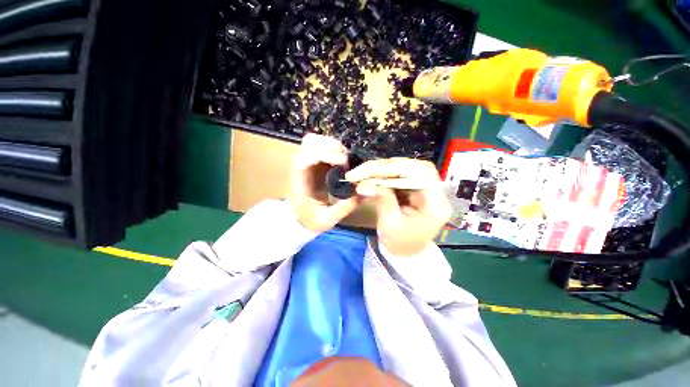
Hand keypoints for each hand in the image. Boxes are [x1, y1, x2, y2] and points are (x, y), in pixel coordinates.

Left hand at [288, 134, 360, 232]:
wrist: (298, 218)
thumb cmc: (309, 219)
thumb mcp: (327, 219)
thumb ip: (345, 207)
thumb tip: (363, 193)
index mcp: (300, 180)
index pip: (307, 157)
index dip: (326, 154)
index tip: (343, 165)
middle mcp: (301, 166)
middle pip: (310, 142)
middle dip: (332, 147)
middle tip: (346, 163)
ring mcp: (307, 161)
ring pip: (315, 140)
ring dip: (333, 145)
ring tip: (344, 161)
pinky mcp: (314, 162)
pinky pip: (322, 146)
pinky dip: (334, 149)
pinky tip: (342, 162)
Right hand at [346, 158, 450, 256]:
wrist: (407, 251)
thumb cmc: (401, 243)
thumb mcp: (390, 225)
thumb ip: (382, 200)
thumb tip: (363, 184)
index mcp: (436, 204)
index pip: (421, 173)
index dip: (395, 168)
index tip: (370, 170)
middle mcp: (435, 192)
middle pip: (413, 167)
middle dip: (386, 167)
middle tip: (363, 170)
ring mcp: (426, 188)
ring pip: (406, 168)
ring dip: (383, 169)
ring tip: (363, 171)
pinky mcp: (415, 187)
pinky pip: (400, 174)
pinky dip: (384, 174)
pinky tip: (371, 175)